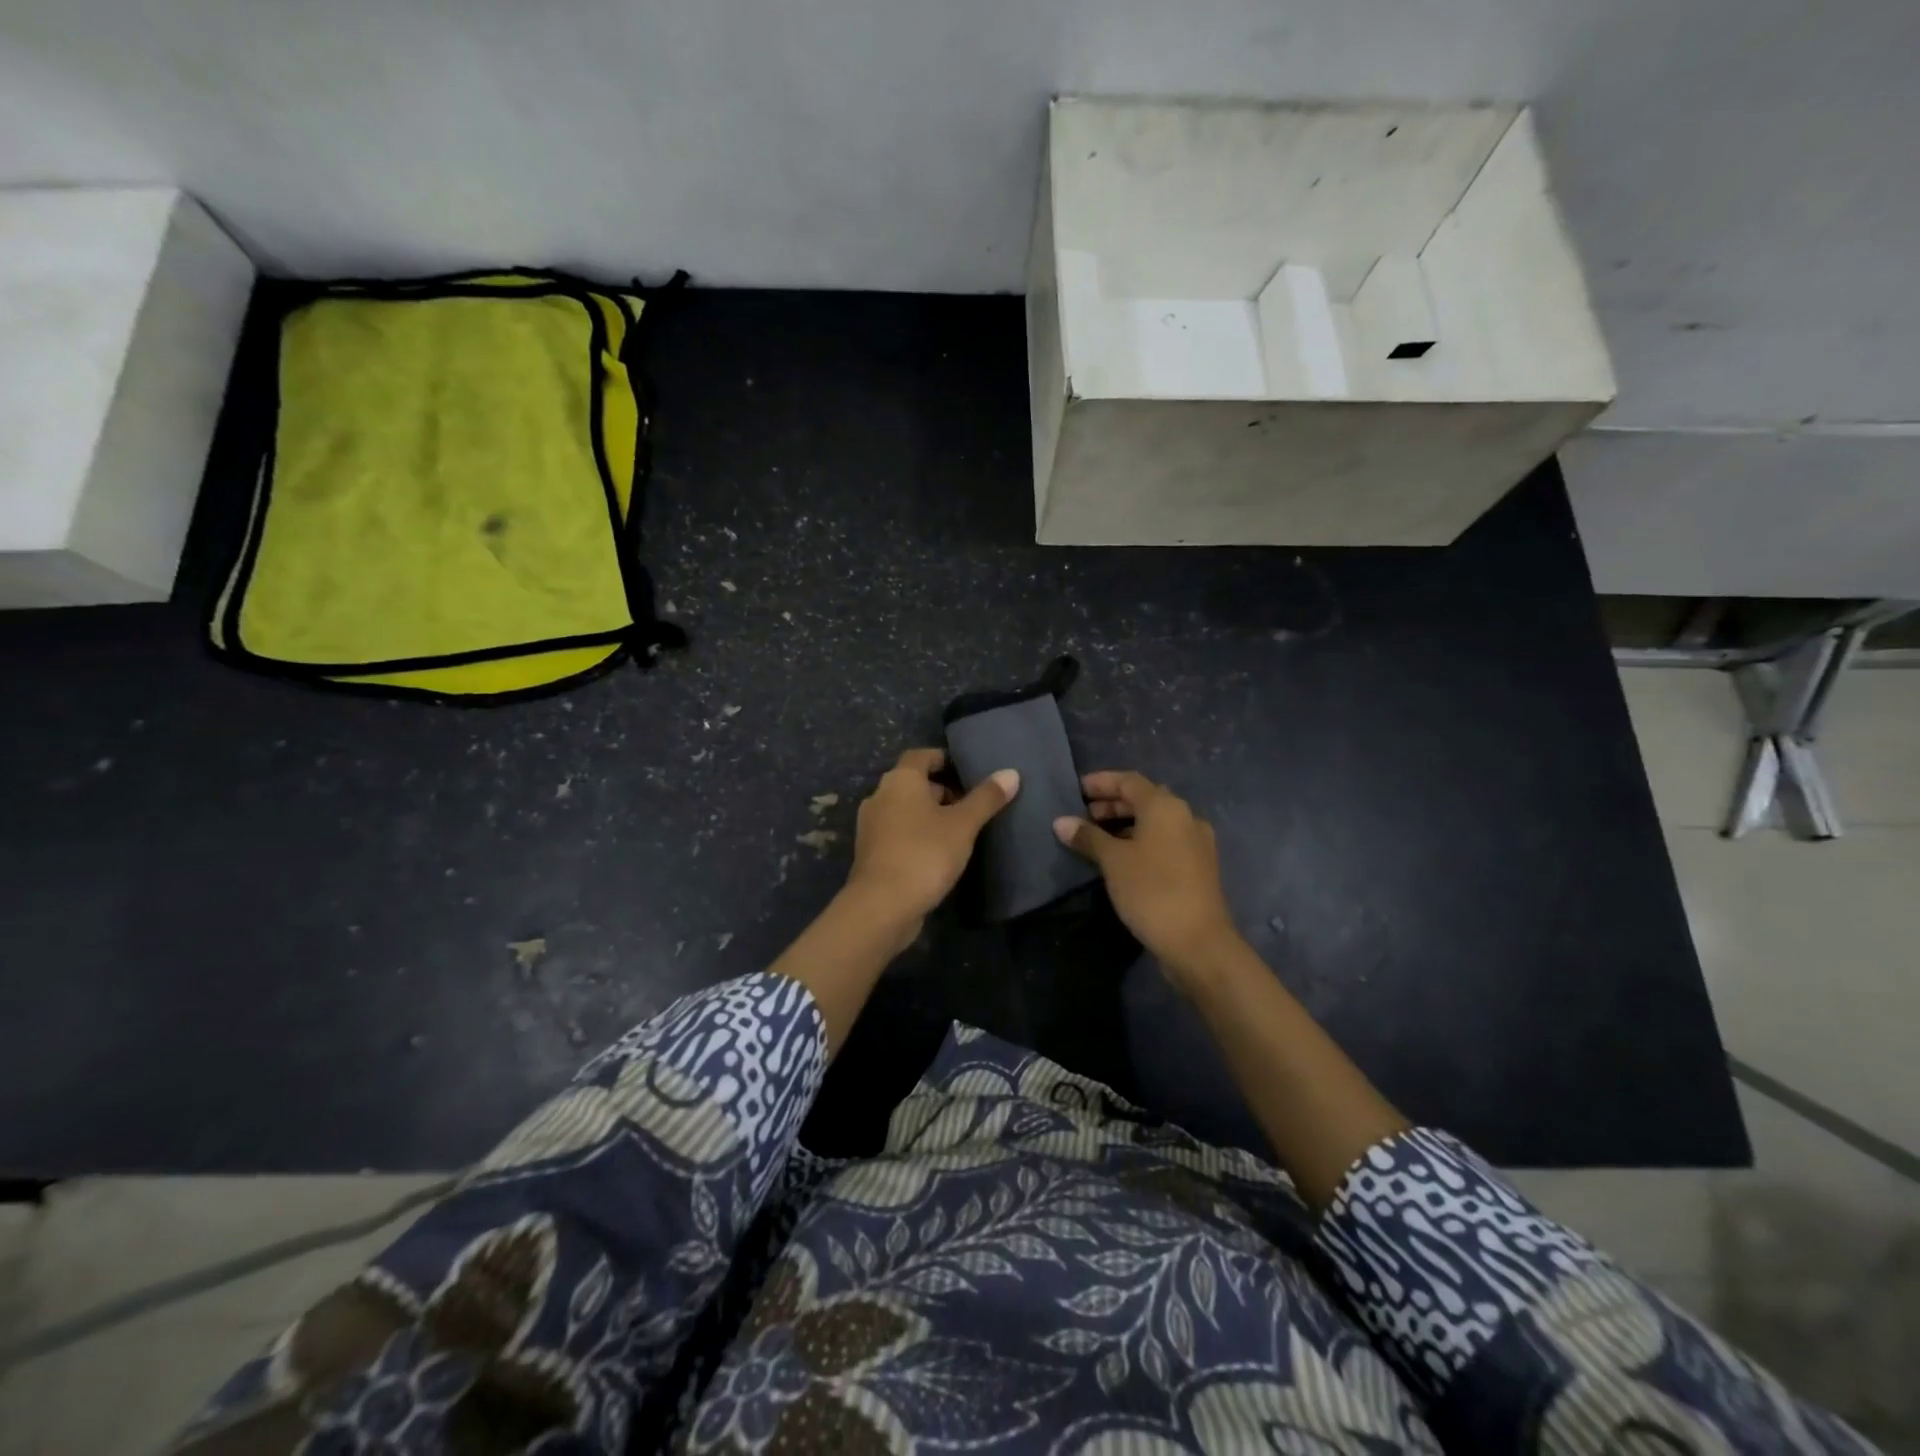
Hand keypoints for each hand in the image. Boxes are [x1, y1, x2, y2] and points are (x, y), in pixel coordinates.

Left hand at [846, 748, 1018, 936]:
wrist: (882, 906)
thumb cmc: (925, 853)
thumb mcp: (963, 825)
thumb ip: (986, 798)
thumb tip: (1011, 773)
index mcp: (899, 780)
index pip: (921, 755)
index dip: (944, 759)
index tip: (968, 772)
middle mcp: (879, 796)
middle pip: (913, 783)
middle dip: (941, 790)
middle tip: (971, 805)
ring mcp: (871, 826)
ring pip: (905, 810)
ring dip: (929, 815)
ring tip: (960, 831)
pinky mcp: (871, 853)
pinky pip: (898, 833)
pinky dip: (917, 835)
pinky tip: (938, 853)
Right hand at [1054, 771, 1241, 989]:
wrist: (1198, 942)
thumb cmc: (1152, 891)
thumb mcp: (1113, 861)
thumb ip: (1088, 837)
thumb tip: (1061, 822)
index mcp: (1165, 806)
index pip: (1129, 781)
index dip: (1101, 782)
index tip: (1076, 789)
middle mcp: (1185, 816)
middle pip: (1144, 799)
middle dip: (1112, 804)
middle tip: (1083, 815)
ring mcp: (1196, 842)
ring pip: (1156, 821)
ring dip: (1126, 823)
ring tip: (1097, 837)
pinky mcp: (1198, 866)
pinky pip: (1165, 840)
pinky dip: (1141, 840)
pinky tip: (1122, 858)